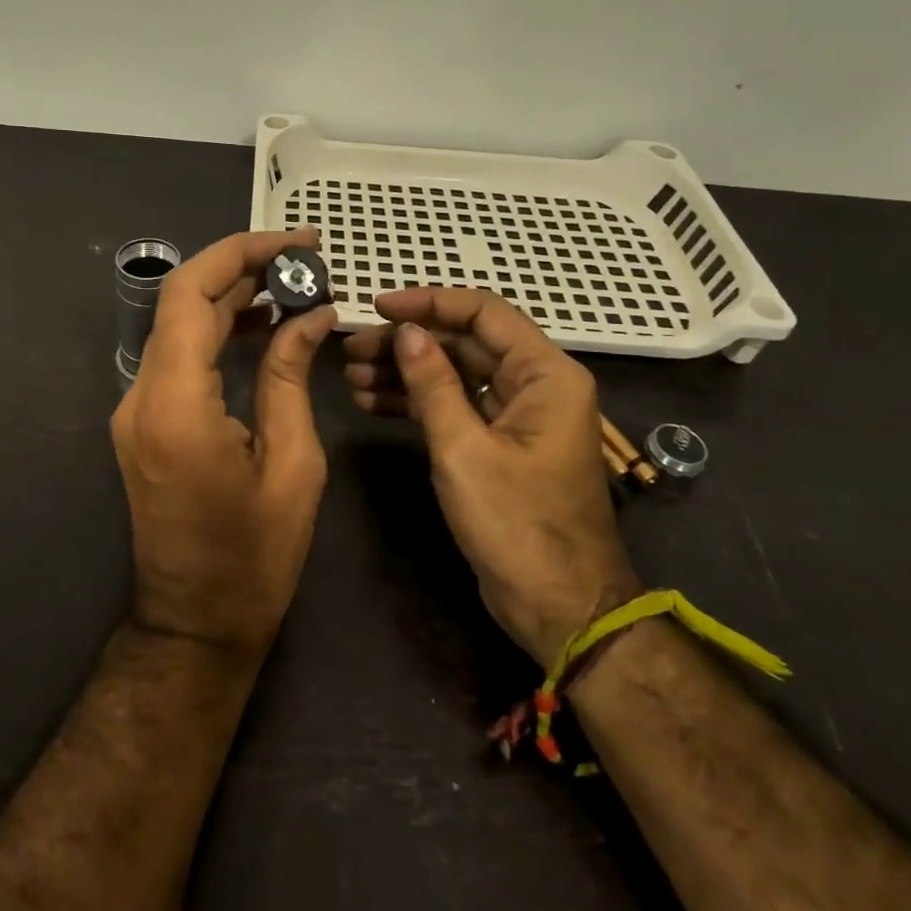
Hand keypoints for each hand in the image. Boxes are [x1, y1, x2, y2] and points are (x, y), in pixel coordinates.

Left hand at [111, 228, 337, 659]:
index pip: (191, 294)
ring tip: (294, 284)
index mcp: (176, 404)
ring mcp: (136, 409)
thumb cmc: (253, 558)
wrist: (195, 623)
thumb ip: (290, 377)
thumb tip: (310, 314)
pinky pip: (178, 357)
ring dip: (231, 297)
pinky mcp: (144, 421)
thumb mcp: (293, 464)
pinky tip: (263, 325)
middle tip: (306, 258)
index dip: (241, 254)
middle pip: (182, 301)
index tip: (296, 243)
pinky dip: (217, 331)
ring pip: (179, 325)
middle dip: (243, 268)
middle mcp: (142, 396)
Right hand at [344, 288, 638, 665]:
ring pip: (455, 373)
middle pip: (463, 342)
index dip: (427, 303)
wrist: (560, 607)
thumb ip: (433, 384)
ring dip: (405, 372)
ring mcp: (516, 414)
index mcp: (545, 374)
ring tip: (352, 378)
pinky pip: (455, 405)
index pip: (482, 313)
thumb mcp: (464, 449)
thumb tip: (407, 331)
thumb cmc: (517, 525)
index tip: (377, 308)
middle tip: (351, 350)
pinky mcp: (499, 442)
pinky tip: (372, 402)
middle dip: (406, 343)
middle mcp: (535, 384)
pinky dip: (417, 402)